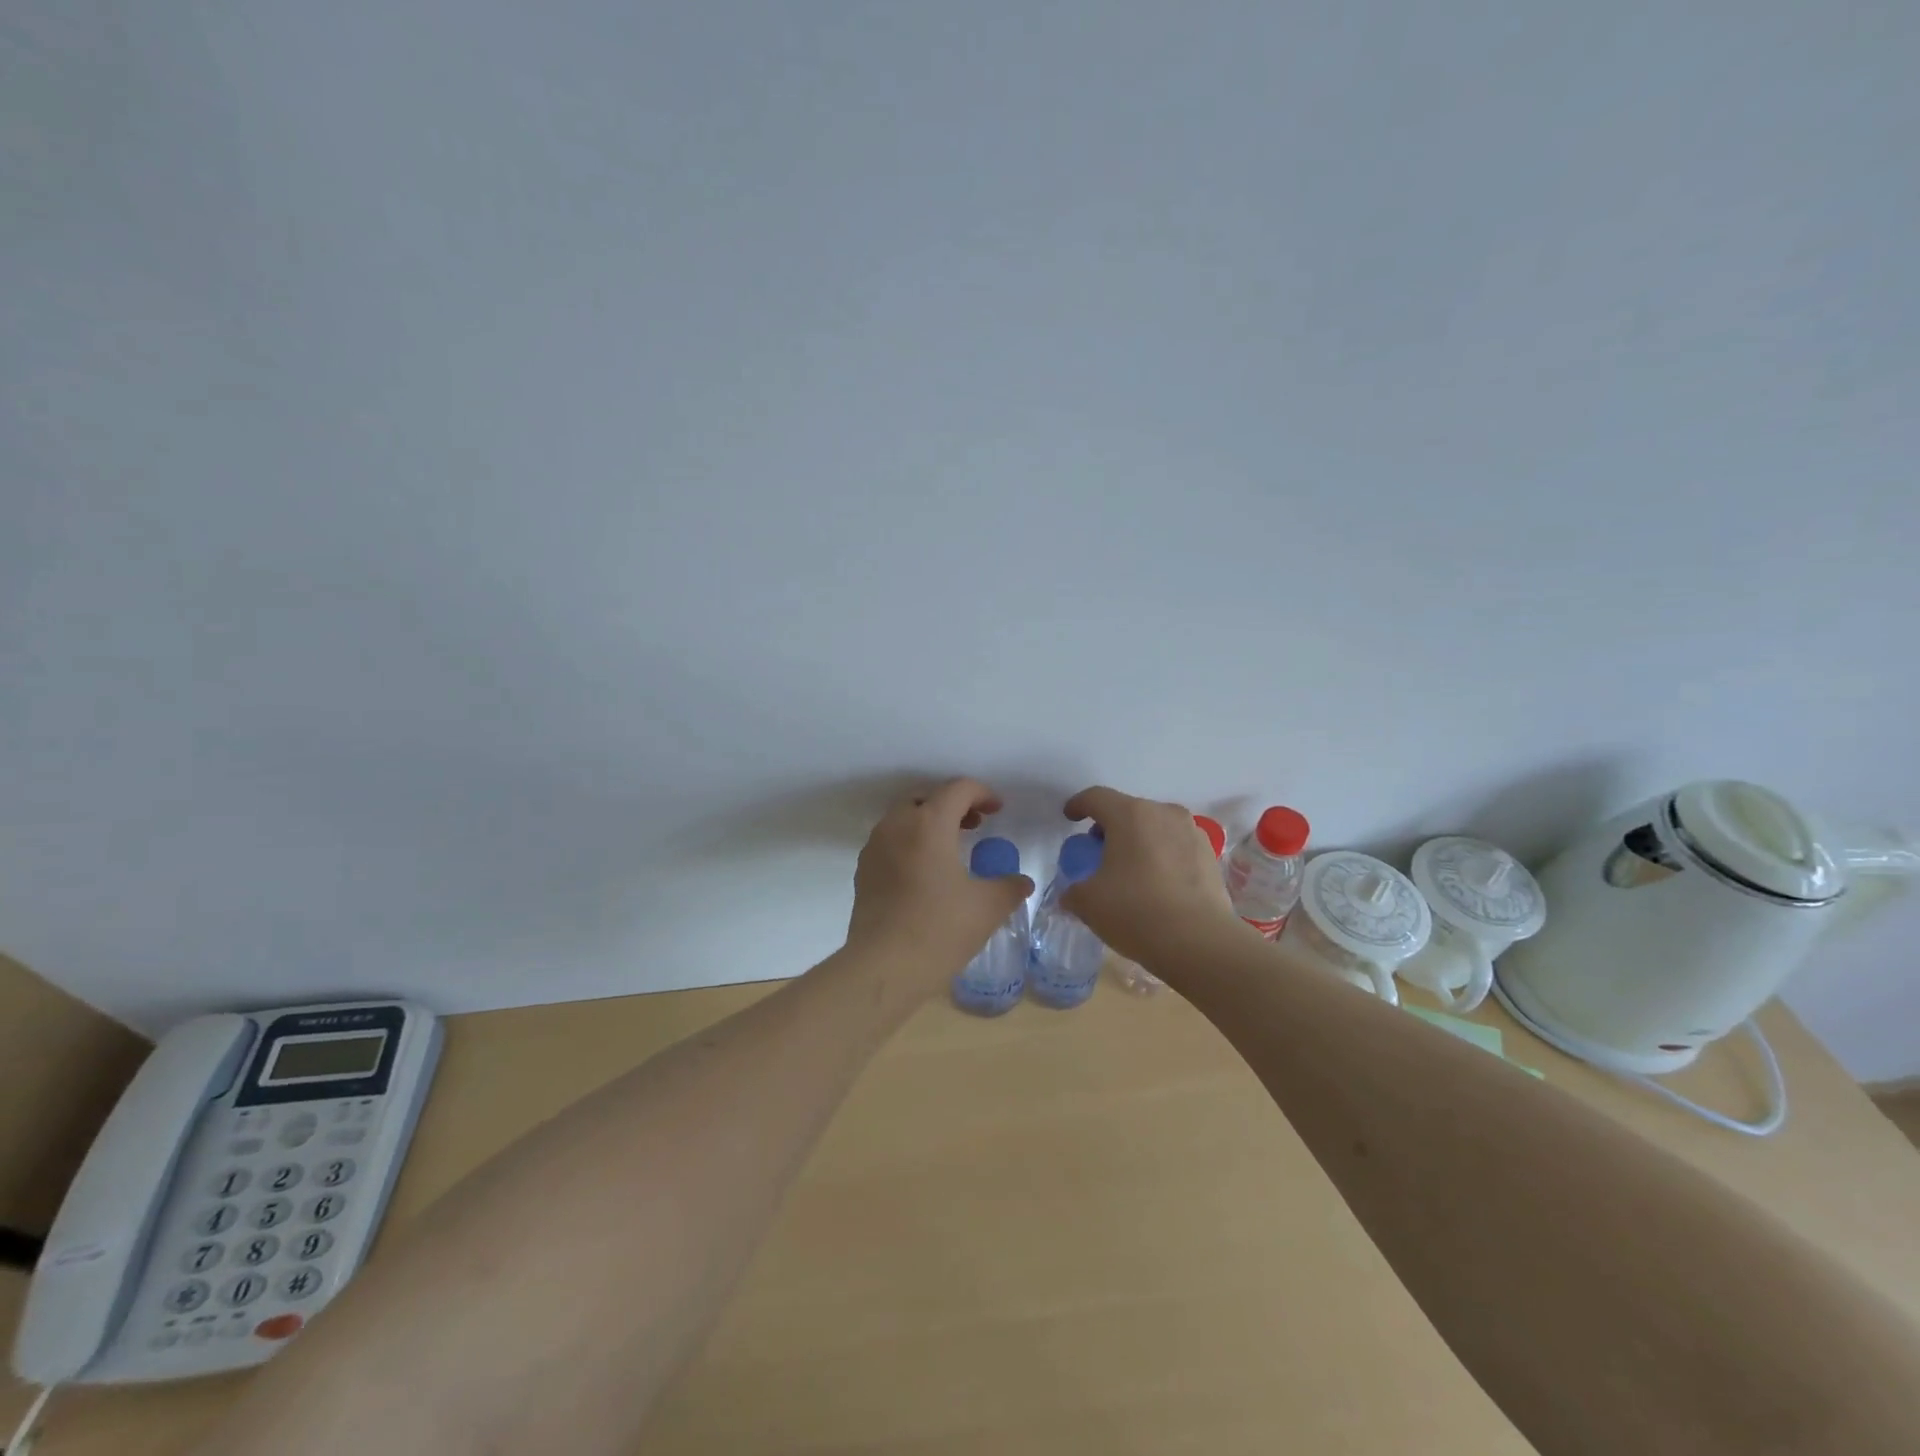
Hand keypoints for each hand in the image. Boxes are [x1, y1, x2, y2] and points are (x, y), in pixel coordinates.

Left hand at [845, 778, 1035, 988]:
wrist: (884, 968)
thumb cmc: (940, 929)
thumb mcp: (987, 907)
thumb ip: (1009, 887)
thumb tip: (1022, 882)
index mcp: (929, 823)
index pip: (957, 789)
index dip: (982, 793)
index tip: (998, 810)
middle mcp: (897, 825)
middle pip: (926, 798)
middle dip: (952, 804)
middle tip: (975, 824)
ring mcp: (875, 848)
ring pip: (903, 818)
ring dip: (929, 822)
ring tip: (951, 847)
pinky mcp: (863, 871)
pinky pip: (889, 842)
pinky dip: (910, 842)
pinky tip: (925, 872)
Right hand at [1059, 786, 1244, 964]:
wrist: (1201, 943)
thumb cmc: (1136, 912)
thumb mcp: (1089, 903)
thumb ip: (1073, 891)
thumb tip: (1073, 893)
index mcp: (1130, 815)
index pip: (1096, 797)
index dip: (1078, 805)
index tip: (1070, 818)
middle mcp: (1163, 813)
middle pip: (1128, 810)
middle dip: (1109, 827)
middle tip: (1098, 853)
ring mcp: (1192, 833)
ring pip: (1155, 827)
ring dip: (1138, 841)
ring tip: (1129, 871)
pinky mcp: (1210, 856)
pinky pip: (1176, 847)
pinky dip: (1161, 857)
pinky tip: (1156, 885)